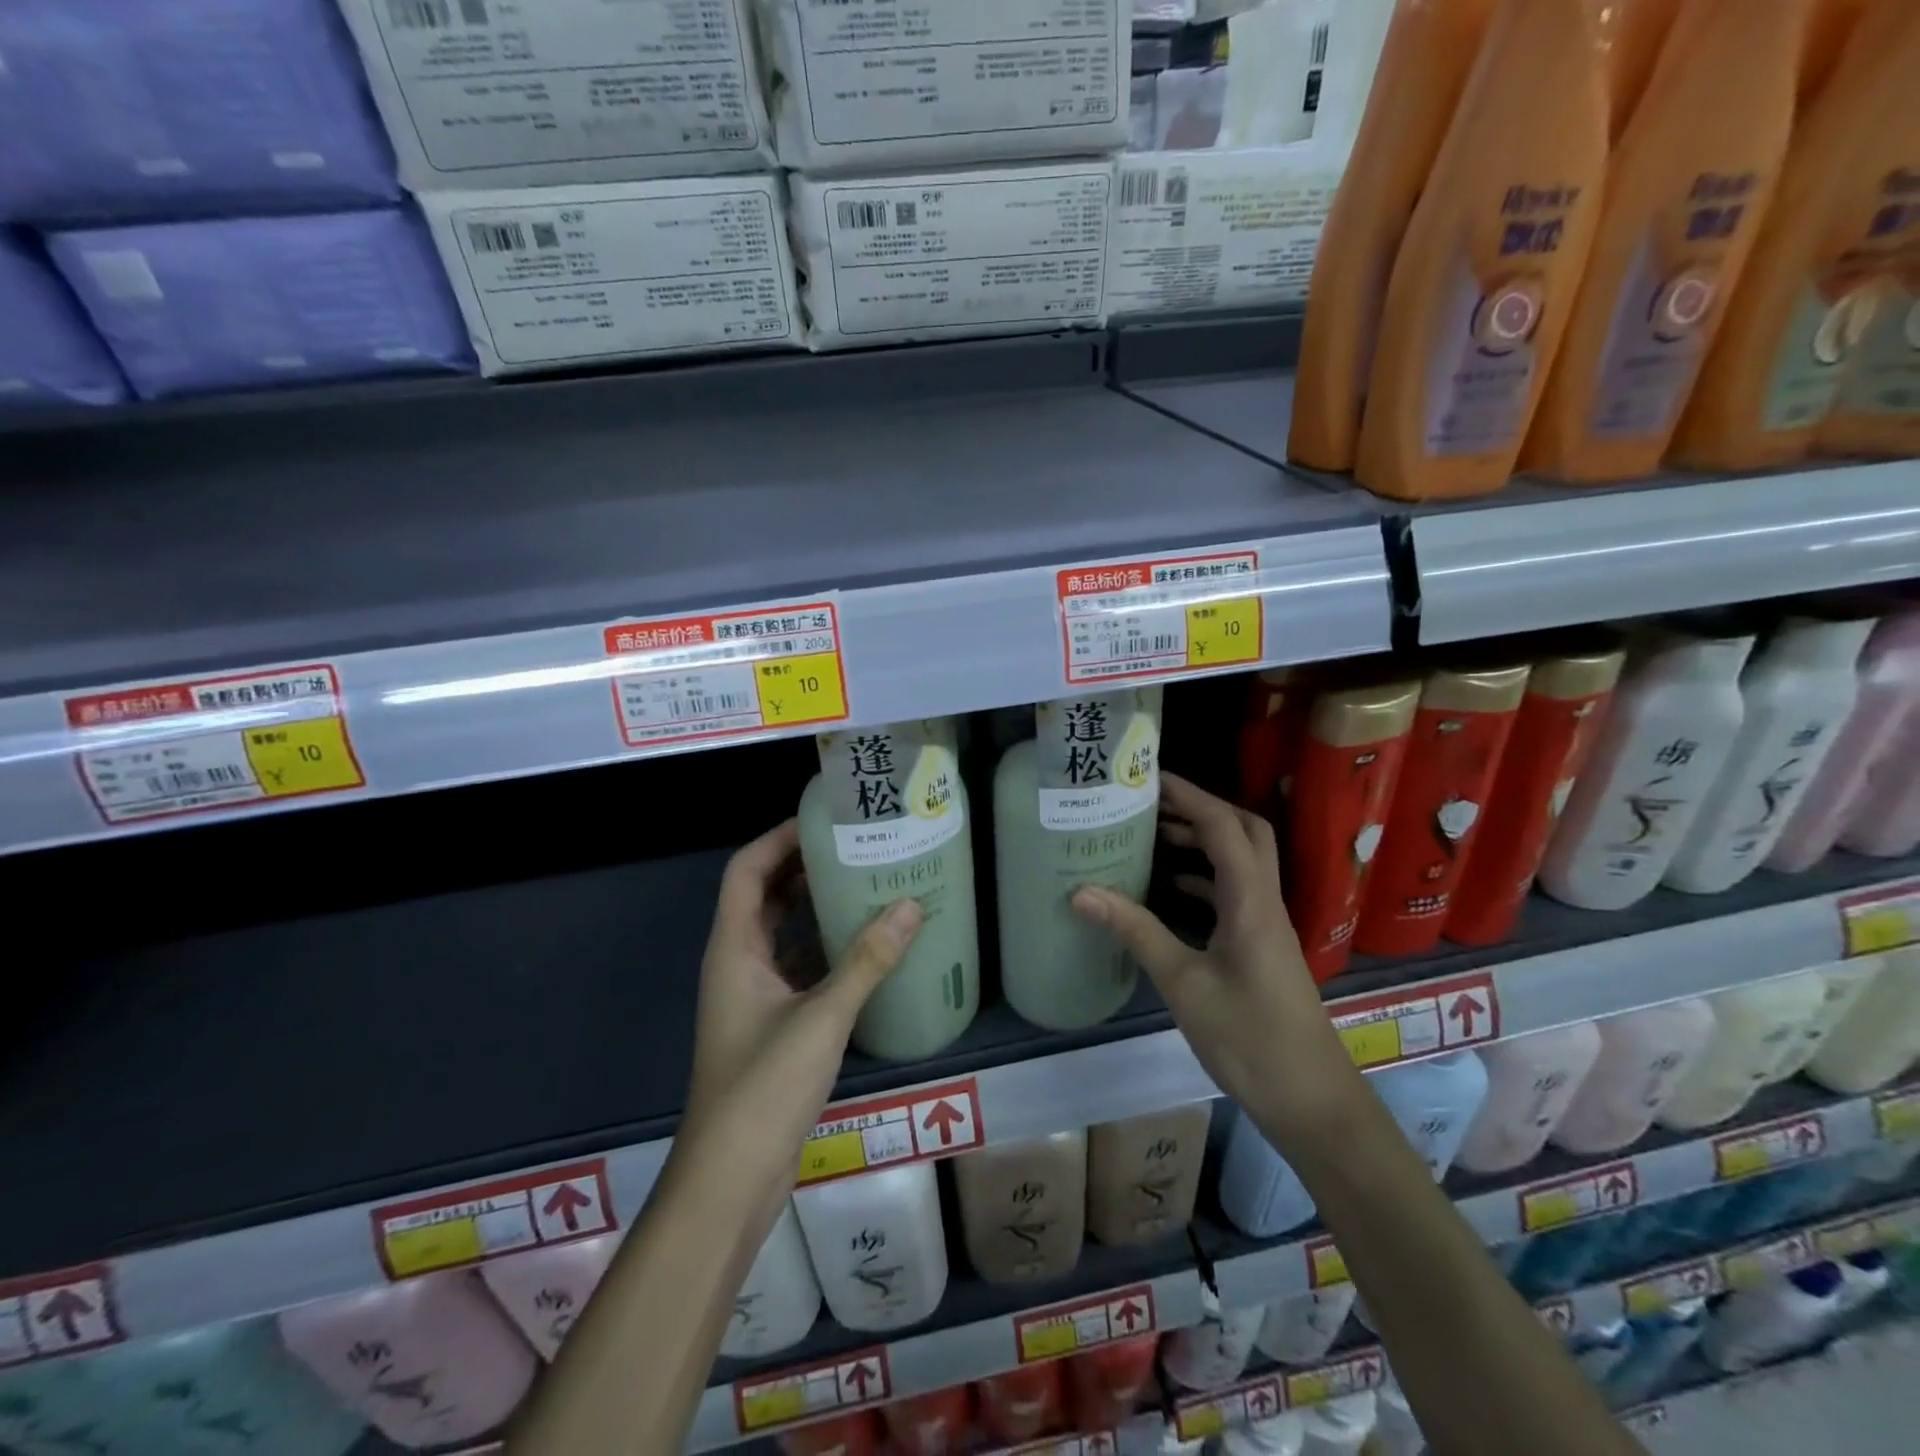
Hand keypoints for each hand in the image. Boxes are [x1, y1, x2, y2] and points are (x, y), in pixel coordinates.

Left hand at [683, 820, 922, 1187]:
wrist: (731, 1179)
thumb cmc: (763, 1088)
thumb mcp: (822, 1018)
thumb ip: (867, 961)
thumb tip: (911, 905)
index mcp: (734, 949)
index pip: (747, 870)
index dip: (778, 839)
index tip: (823, 820)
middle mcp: (738, 963)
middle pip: (765, 895)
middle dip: (803, 866)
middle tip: (856, 845)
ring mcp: (754, 995)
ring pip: (783, 932)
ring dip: (816, 907)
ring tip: (867, 883)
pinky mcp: (772, 1023)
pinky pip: (798, 967)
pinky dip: (825, 949)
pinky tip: (866, 947)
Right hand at [1072, 775, 1355, 1137]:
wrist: (1311, 1101)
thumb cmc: (1249, 1039)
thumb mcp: (1184, 983)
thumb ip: (1135, 931)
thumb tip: (1080, 891)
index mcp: (1251, 900)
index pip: (1223, 826)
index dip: (1188, 795)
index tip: (1148, 777)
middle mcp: (1264, 901)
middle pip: (1244, 833)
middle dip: (1201, 809)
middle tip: (1153, 804)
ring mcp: (1266, 924)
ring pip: (1240, 862)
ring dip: (1203, 841)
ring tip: (1153, 836)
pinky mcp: (1261, 946)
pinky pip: (1233, 893)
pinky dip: (1203, 879)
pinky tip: (1170, 891)